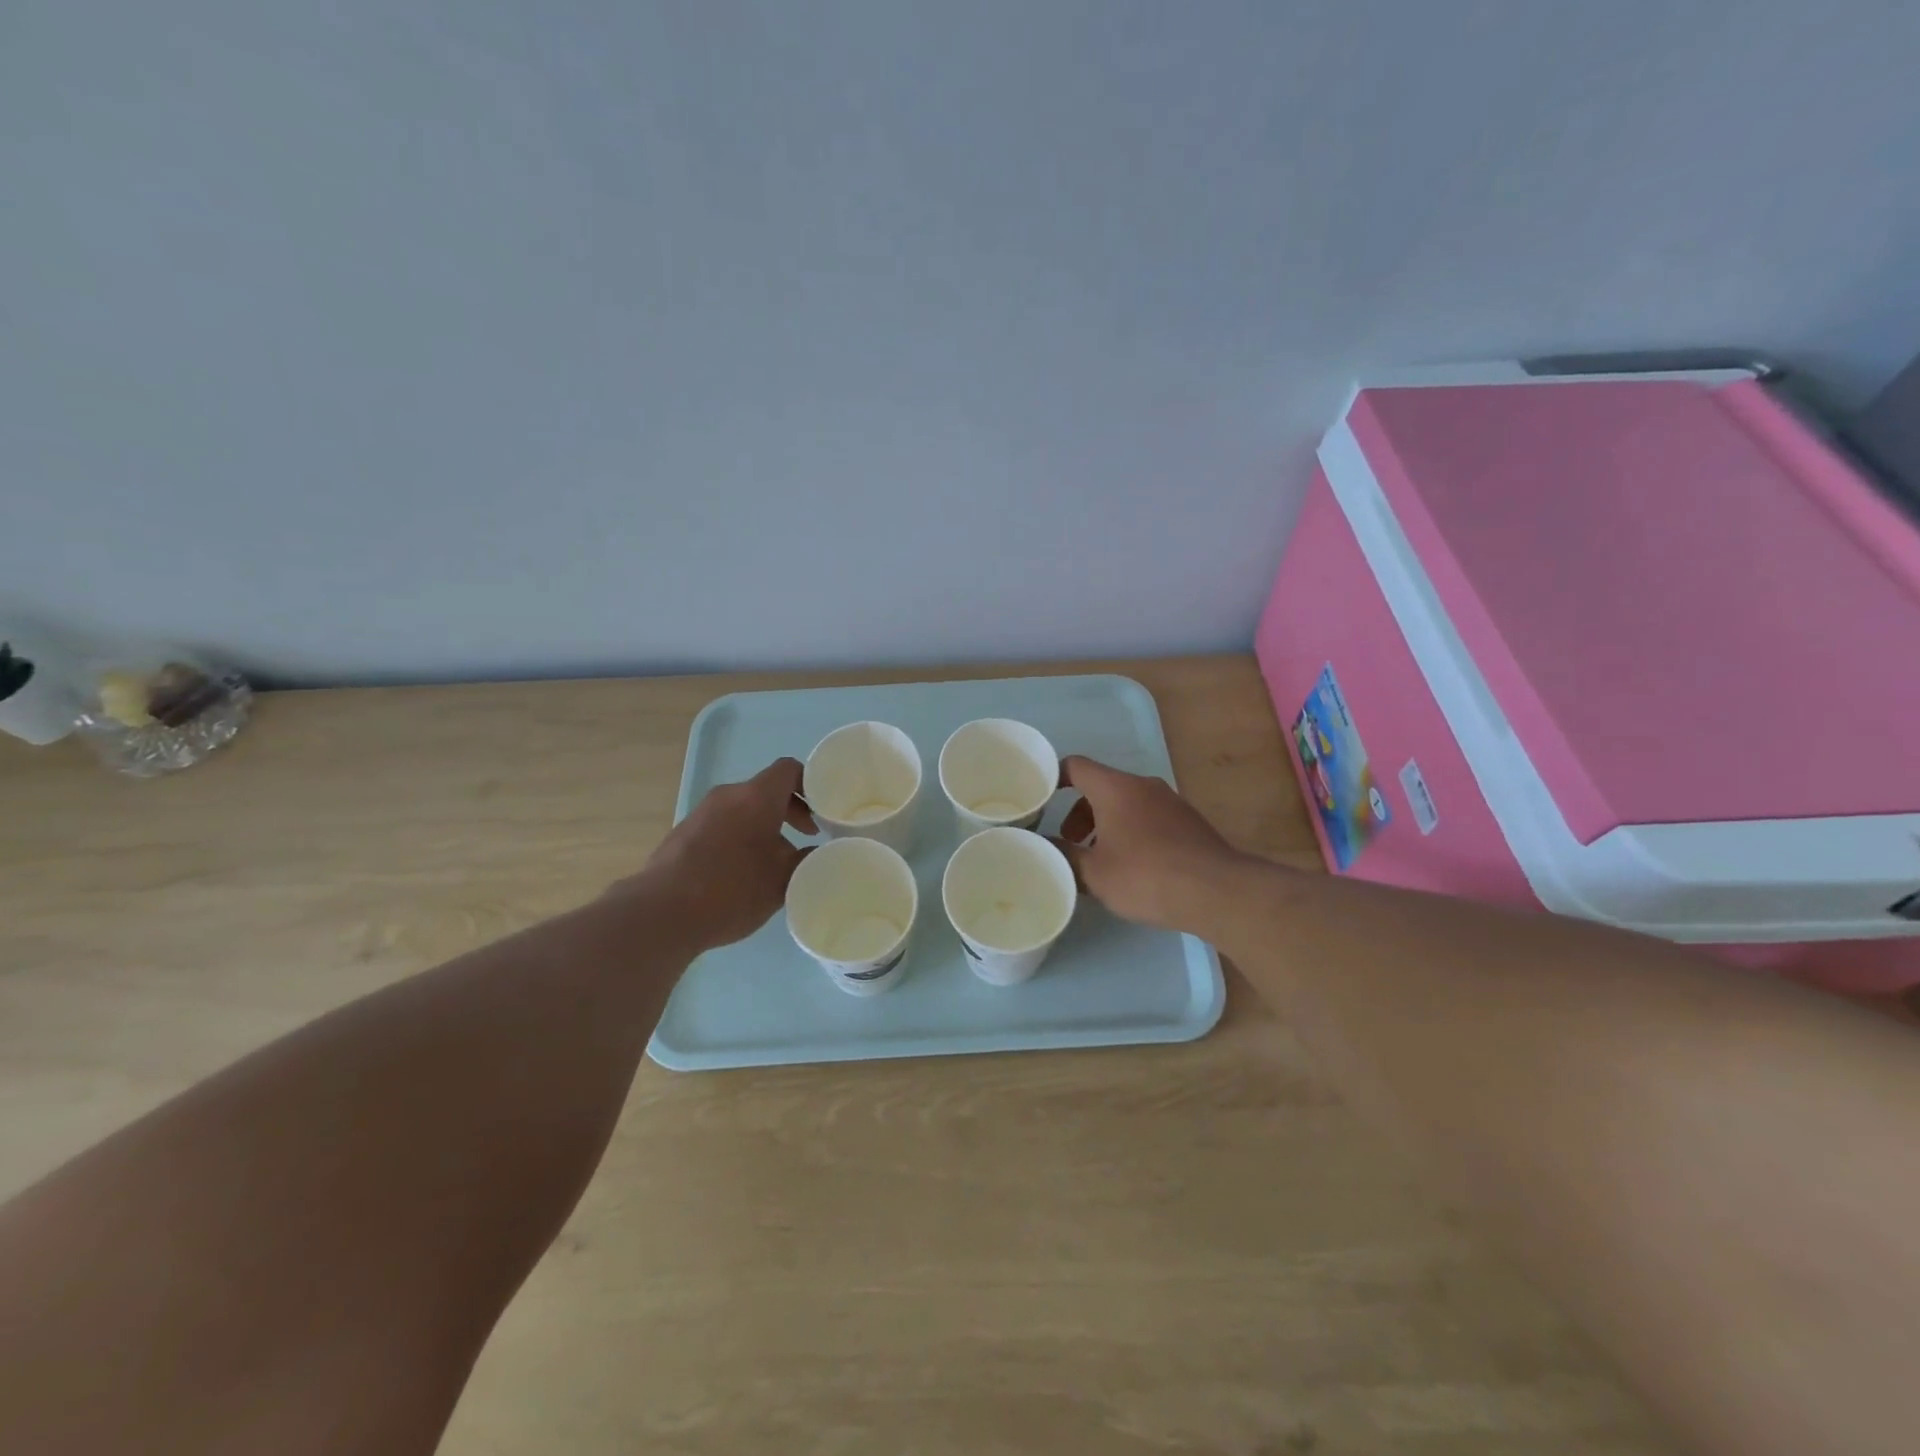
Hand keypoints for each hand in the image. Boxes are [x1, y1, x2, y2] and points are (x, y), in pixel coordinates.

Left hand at [624, 758, 816, 950]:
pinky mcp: (684, 834)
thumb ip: (806, 859)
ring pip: (744, 808)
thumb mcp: (782, 880)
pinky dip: (741, 837)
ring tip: (777, 860)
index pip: (789, 769)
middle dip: (791, 809)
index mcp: (756, 797)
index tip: (824, 808)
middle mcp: (728, 795)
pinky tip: (744, 872)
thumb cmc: (732, 889)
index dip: (810, 782)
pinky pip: (723, 824)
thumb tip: (816, 850)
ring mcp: (701, 813)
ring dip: (765, 826)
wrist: (661, 913)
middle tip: (808, 835)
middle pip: (766, 789)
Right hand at [1053, 755, 1243, 932]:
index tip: (1040, 800)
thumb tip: (1041, 846)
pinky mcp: (1188, 821)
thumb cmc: (1146, 876)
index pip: (1076, 766)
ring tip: (1099, 858)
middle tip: (1070, 841)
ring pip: (1126, 802)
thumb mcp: (1094, 873)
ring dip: (1106, 823)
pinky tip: (1133, 865)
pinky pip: (1148, 816)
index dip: (1054, 778)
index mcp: (1115, 788)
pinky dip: (1131, 831)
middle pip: (1101, 786)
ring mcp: (1170, 801)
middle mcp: (1143, 785)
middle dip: (1079, 811)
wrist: (1217, 892)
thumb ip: (1063, 855)